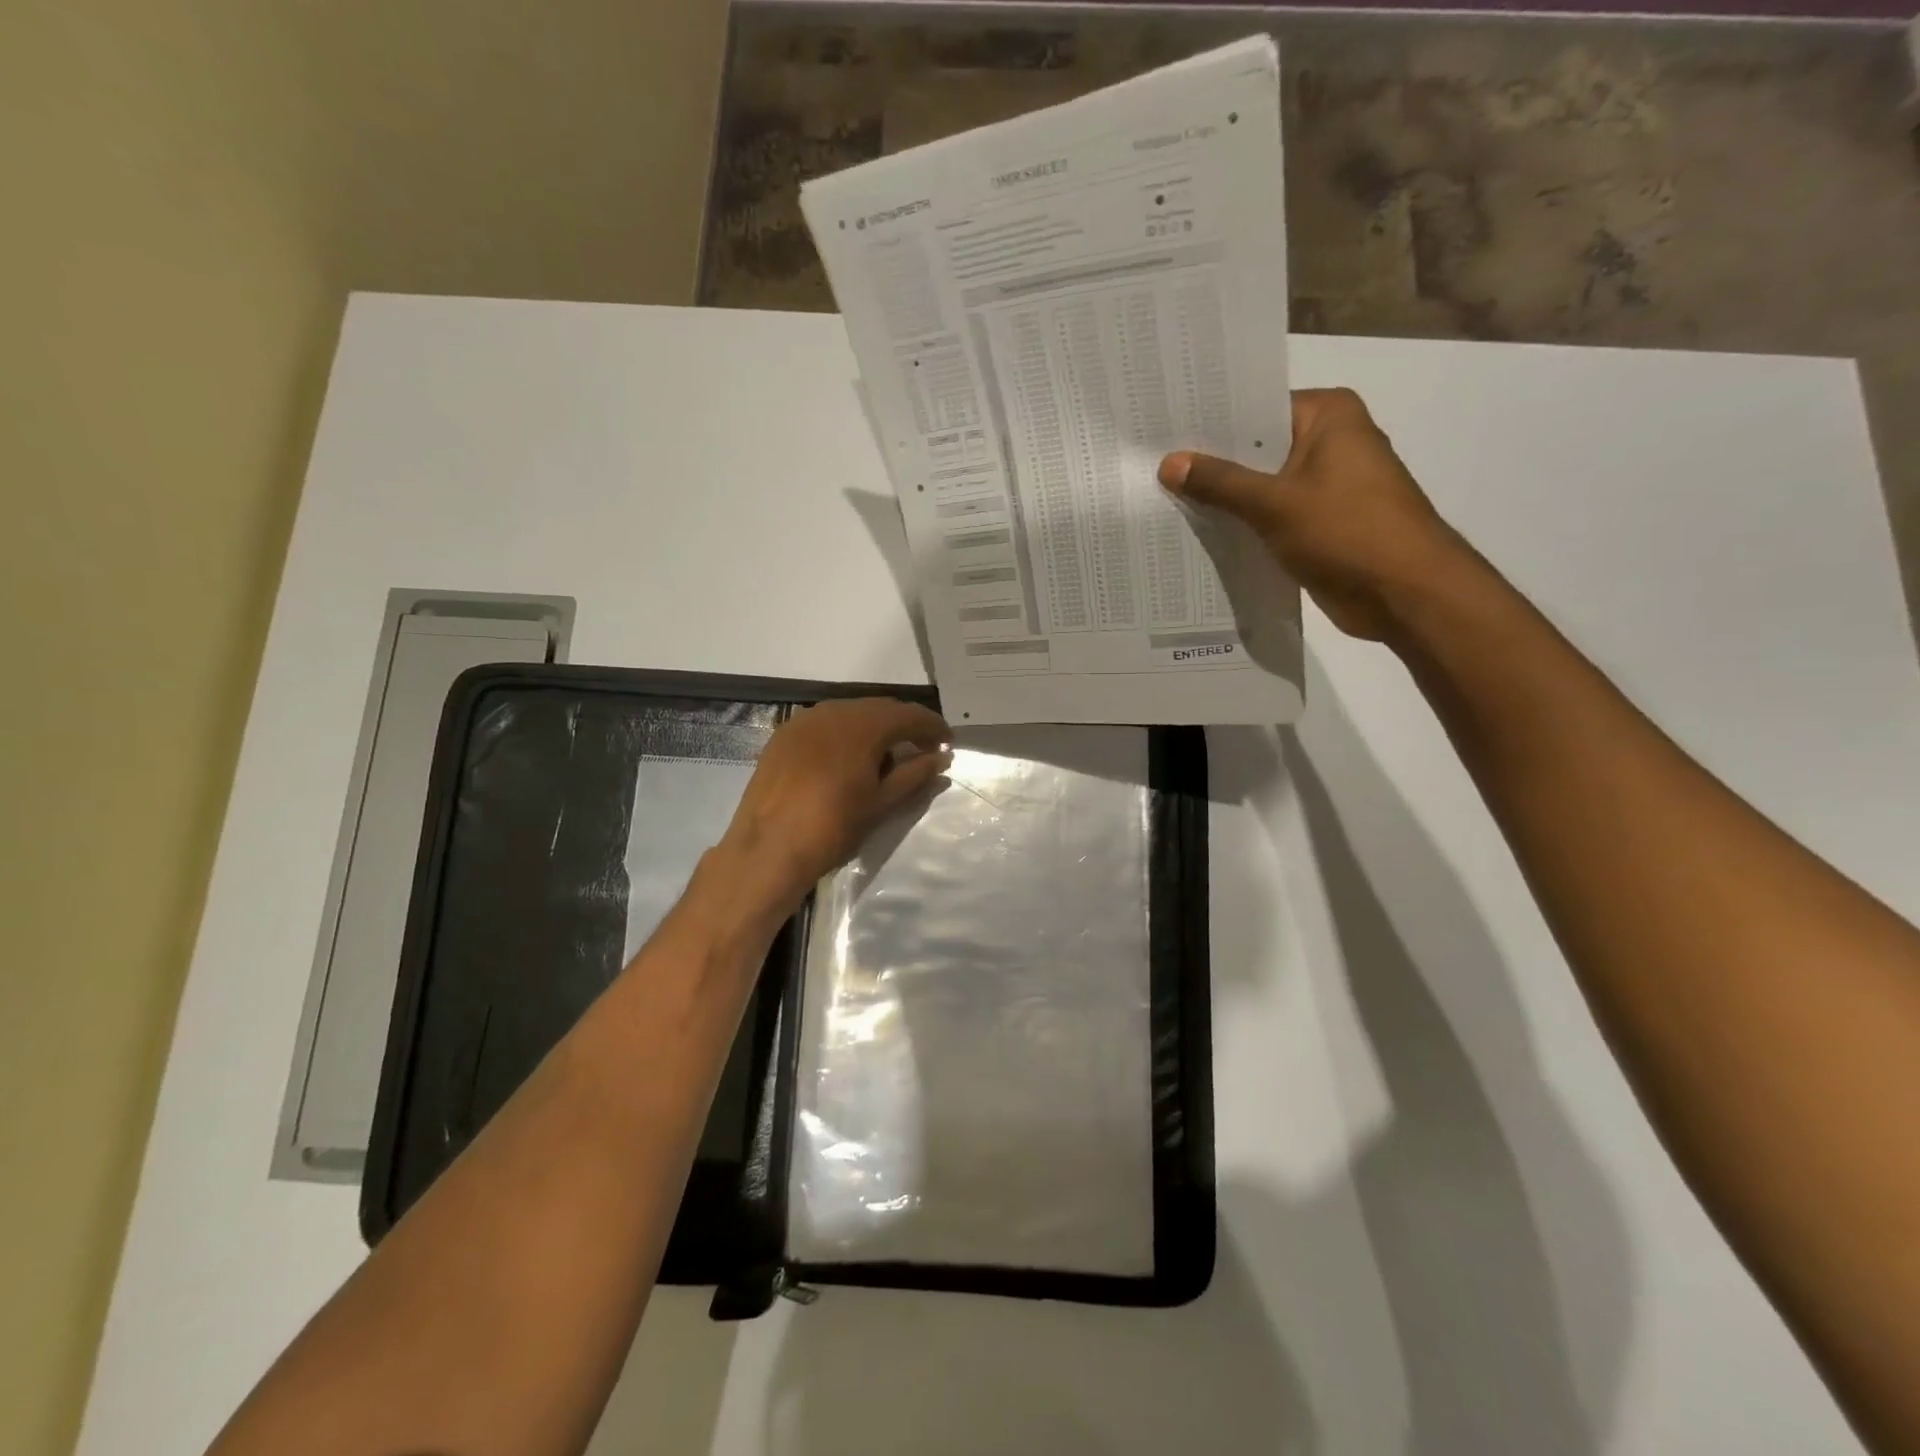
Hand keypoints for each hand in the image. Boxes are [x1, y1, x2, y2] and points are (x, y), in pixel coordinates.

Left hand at [719, 697, 951, 911]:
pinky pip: (825, 725)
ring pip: (851, 714)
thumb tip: (942, 758)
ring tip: (887, 756)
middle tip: (923, 749)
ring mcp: (804, 720)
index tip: (948, 743)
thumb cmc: (833, 827)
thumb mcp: (882, 803)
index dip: (933, 727)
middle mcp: (834, 710)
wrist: (767, 849)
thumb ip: (915, 774)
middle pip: (880, 709)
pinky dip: (845, 735)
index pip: (909, 715)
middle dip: (905, 726)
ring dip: (874, 729)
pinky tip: (849, 758)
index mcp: (863, 724)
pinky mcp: (783, 735)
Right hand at [1159, 388, 1476, 641]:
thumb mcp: (1274, 503)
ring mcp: (1326, 485)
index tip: (1162, 432)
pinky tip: (1199, 532)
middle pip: (1256, 448)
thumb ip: (1220, 483)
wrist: (1404, 593)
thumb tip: (1168, 463)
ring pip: (1261, 485)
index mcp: (1328, 416)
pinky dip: (1243, 524)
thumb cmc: (1346, 532)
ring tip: (1163, 499)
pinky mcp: (1320, 523)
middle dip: (1210, 464)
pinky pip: (1270, 515)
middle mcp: (1329, 441)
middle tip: (1152, 467)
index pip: (1256, 408)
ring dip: (1224, 498)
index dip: (1209, 423)